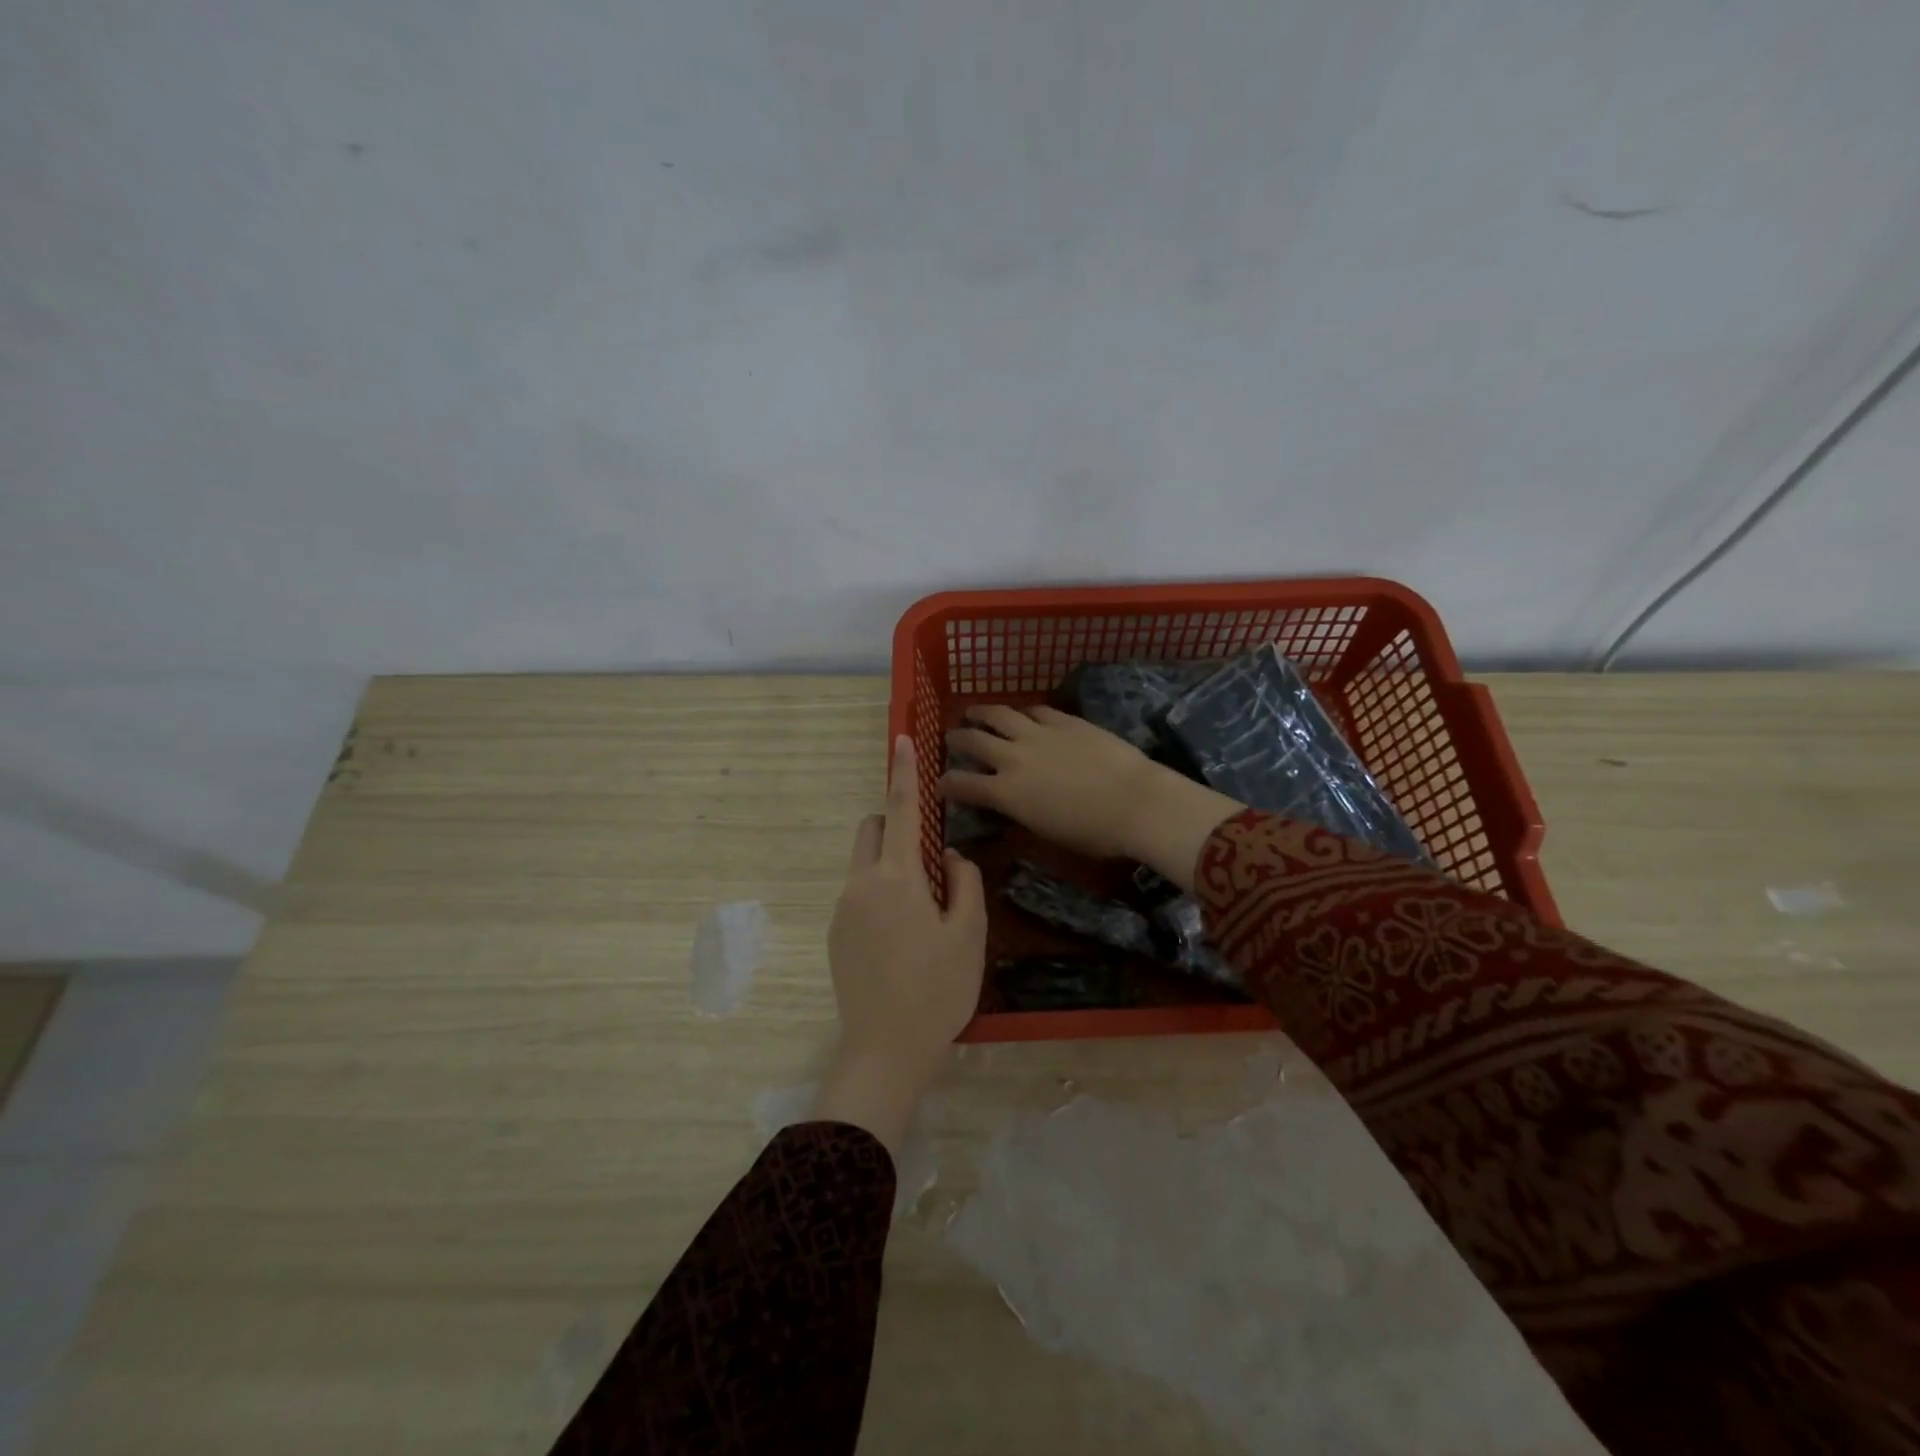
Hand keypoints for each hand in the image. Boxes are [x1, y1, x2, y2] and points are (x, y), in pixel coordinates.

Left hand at [813, 735, 986, 1156]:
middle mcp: (861, 884)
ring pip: (865, 864)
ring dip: (890, 865)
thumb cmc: (937, 990)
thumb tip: (949, 856)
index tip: (901, 739)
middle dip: (894, 824)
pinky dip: (881, 893)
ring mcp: (843, 910)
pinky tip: (904, 939)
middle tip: (930, 858)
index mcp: (896, 878)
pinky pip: (859, 893)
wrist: (885, 1051)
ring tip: (924, 912)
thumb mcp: (969, 934)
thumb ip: (964, 882)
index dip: (903, 772)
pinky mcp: (836, 934)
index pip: (899, 810)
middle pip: (871, 830)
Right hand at [942, 706, 1242, 891]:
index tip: (939, 783)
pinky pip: (1035, 710)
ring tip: (973, 711)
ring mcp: (1039, 734)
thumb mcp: (1047, 833)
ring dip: (981, 712)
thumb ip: (1022, 814)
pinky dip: (1022, 712)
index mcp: (1007, 793)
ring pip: (999, 715)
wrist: (1136, 802)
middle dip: (956, 738)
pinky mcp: (1065, 721)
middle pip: (974, 740)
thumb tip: (1014, 806)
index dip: (946, 783)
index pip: (963, 784)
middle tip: (950, 737)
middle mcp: (1014, 758)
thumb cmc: (1094, 833)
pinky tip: (1022, 713)